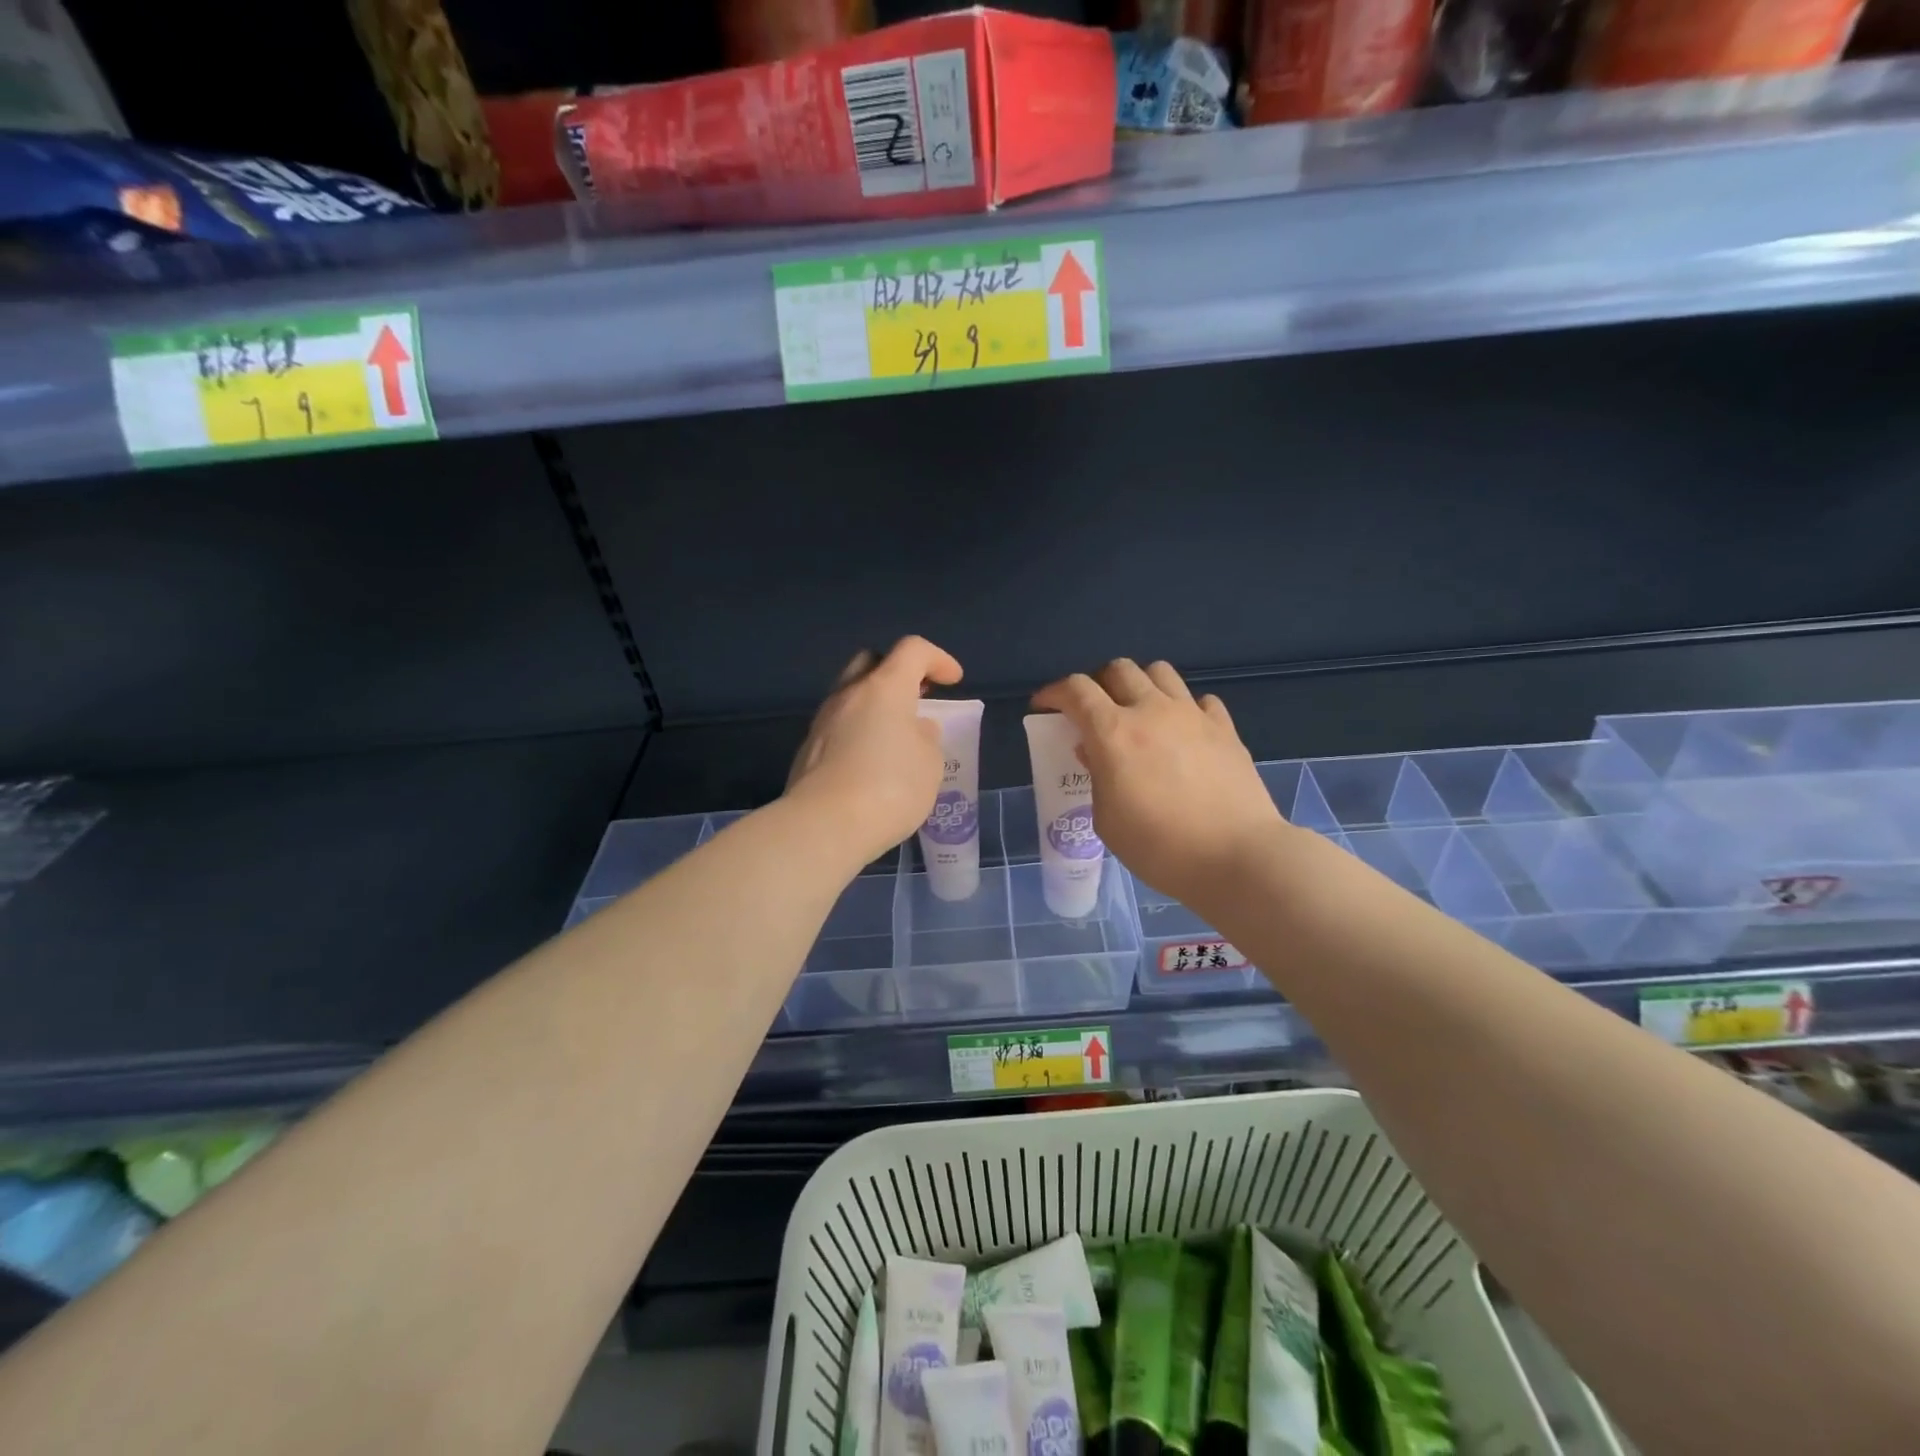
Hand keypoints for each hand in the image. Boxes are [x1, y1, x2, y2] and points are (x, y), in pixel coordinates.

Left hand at [787, 636, 964, 866]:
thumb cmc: (890, 788)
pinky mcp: (807, 750)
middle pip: (872, 663)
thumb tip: (914, 729)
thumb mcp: (930, 764)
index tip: (953, 680)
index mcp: (884, 688)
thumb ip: (926, 739)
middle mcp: (848, 695)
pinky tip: (870, 761)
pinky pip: (839, 727)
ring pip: (851, 695)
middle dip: (898, 673)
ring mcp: (822, 722)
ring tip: (895, 734)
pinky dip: (858, 731)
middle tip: (918, 697)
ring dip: (875, 705)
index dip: (938, 659)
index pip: (913, 650)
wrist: (824, 826)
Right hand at [1032, 659, 1287, 912]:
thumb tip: (1093, 750)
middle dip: (1097, 683)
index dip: (1054, 692)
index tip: (1044, 706)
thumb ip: (1097, 776)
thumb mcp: (1108, 820)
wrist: (1236, 857)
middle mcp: (1151, 711)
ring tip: (1138, 712)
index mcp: (1113, 732)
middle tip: (1093, 711)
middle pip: (1118, 669)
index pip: (1076, 690)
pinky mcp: (1225, 728)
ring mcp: (1192, 715)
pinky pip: (1199, 700)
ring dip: (1140, 685)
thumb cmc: (1159, 847)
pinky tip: (1182, 733)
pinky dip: (1183, 708)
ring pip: (1160, 672)